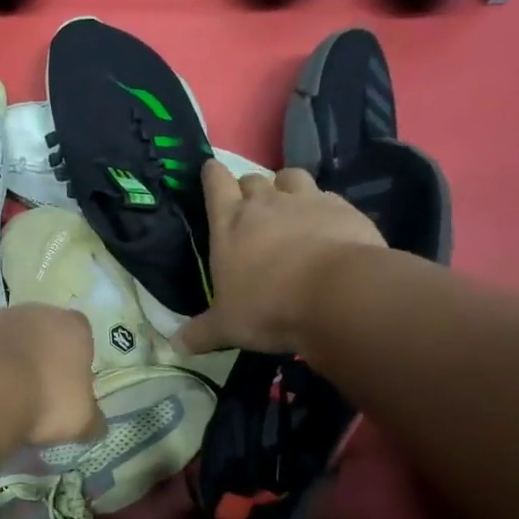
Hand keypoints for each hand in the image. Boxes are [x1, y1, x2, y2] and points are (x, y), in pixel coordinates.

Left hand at [0, 303, 104, 447]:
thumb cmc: (46, 398)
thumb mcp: (81, 420)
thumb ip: (92, 421)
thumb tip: (96, 426)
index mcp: (74, 326)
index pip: (83, 339)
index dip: (77, 365)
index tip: (69, 392)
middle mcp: (38, 312)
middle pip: (45, 337)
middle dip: (42, 362)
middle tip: (38, 396)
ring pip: (12, 343)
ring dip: (11, 365)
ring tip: (6, 400)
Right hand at [178, 160, 383, 355]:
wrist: (338, 295)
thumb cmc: (269, 307)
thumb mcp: (227, 326)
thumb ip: (201, 333)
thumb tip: (174, 345)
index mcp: (230, 223)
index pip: (215, 182)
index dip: (212, 175)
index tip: (210, 173)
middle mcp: (266, 203)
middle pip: (252, 178)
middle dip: (249, 187)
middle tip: (250, 209)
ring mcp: (307, 201)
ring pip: (291, 176)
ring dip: (286, 187)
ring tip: (289, 207)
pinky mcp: (344, 208)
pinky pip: (328, 197)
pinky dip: (323, 207)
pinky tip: (326, 227)